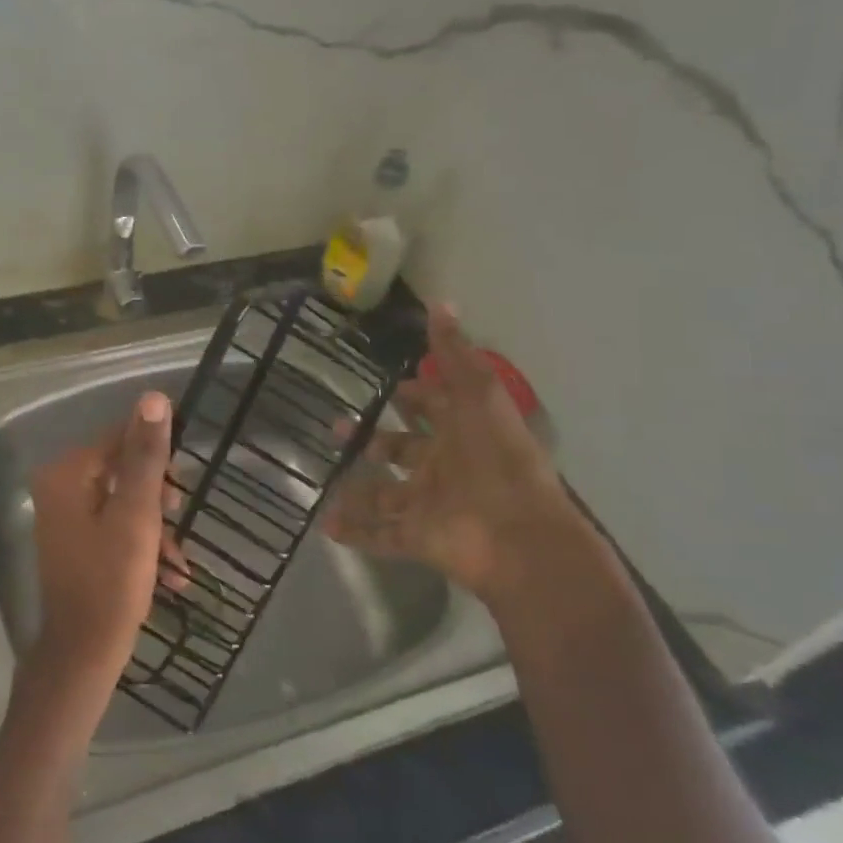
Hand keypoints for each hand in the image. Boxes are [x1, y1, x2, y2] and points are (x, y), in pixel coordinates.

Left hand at [26, 392, 185, 710]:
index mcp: (67, 473)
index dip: (156, 456)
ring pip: (123, 503)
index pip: (119, 438)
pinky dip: (142, 546)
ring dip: (155, 527)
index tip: (181, 484)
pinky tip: (171, 577)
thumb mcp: (137, 513)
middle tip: (179, 517)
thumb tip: (153, 397)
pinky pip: (115, 529)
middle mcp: (59, 488)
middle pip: (122, 470)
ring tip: (179, 560)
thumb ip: (146, 455)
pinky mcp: (76, 544)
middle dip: (157, 496)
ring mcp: (65, 518)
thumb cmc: (111, 581)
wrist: (83, 656)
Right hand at [322, 303, 585, 600]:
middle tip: (336, 428)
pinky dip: (354, 531)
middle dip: (372, 440)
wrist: (519, 536)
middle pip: (402, 451)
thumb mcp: (478, 394)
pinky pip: (380, 535)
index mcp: (462, 433)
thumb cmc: (498, 457)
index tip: (388, 386)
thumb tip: (440, 302)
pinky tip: (324, 523)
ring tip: (325, 481)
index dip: (414, 396)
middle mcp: (444, 468)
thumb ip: (455, 353)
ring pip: (386, 495)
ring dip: (358, 490)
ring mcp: (430, 506)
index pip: (434, 409)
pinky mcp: (418, 539)